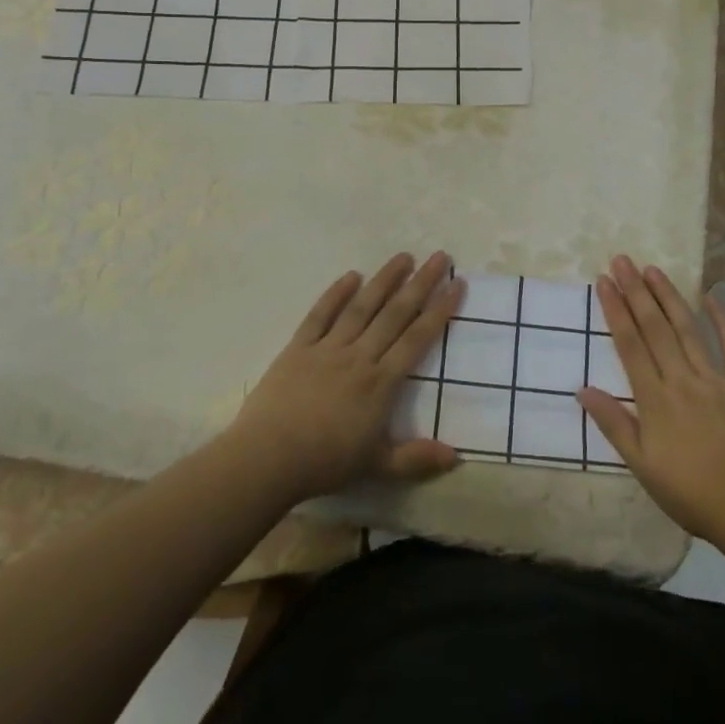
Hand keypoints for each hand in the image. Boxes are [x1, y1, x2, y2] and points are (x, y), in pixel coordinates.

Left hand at [231, 251, 463, 500]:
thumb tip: (456, 456)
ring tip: (403, 256)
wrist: (267, 458)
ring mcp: (328, 347)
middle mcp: (359, 356)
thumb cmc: (324, 463)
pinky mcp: (299, 346)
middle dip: (420, 283)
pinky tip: (351, 276)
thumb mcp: (376, 466)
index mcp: (380, 383)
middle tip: (439, 256)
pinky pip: (320, 314)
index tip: (457, 283)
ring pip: (362, 306)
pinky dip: (335, 294)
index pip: (417, 339)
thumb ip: (416, 459)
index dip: (439, 310)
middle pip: (395, 313)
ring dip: (384, 279)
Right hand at [577, 255, 724, 541]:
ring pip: (688, 330)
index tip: (603, 281)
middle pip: (655, 328)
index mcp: (655, 399)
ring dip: (669, 297)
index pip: (630, 344)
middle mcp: (681, 379)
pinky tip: (711, 298)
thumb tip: (581, 389)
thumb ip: (614, 424)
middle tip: (622, 260)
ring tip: (653, 269)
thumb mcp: (642, 466)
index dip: (615, 310)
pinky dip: (722, 322)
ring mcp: (716, 380)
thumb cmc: (692, 493)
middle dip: (636, 292)